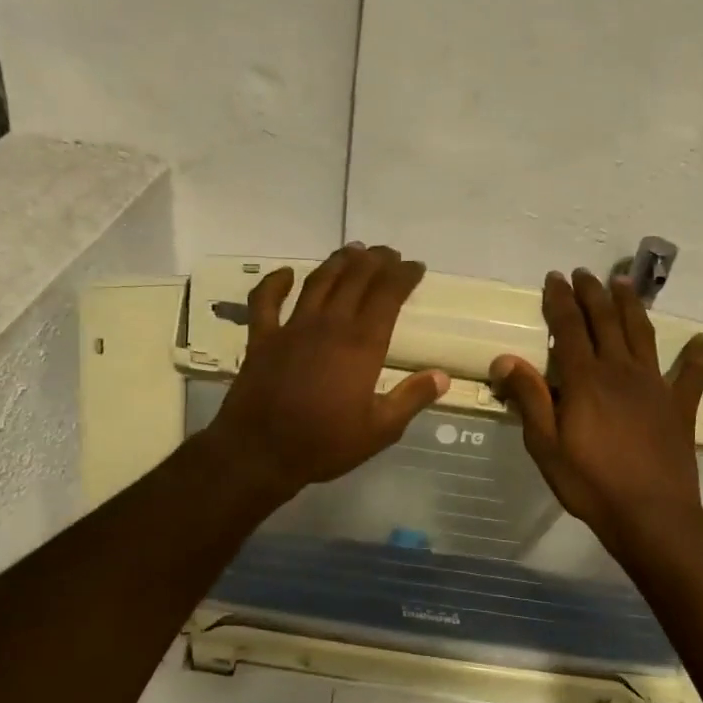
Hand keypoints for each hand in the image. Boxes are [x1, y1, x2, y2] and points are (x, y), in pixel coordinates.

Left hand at [204, 244, 449, 503]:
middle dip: (375, 261)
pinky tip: (285, 274)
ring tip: (352, 250)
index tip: (415, 266)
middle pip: (355, 279)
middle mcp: (329, 325)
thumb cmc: (325, 444)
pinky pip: (265, 301)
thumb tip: (443, 376)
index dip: (403, 275)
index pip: (387, 295)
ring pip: (318, 282)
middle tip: (388, 253)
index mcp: (362, 345)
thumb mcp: (380, 430)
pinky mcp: (262, 338)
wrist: (260, 452)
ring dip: (337, 262)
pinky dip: (274, 283)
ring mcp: (292, 328)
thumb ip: (412, 398)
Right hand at [490, 269, 702, 551]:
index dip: (560, 300)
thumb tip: (505, 359)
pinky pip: (690, 374)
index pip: (568, 328)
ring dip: (632, 306)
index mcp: (585, 379)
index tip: (554, 278)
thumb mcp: (545, 446)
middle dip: (593, 294)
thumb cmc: (590, 483)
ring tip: (624, 284)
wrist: (651, 514)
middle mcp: (620, 371)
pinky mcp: (679, 406)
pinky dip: (696, 356)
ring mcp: (655, 386)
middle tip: (584, 273)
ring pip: (642, 334)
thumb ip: (529, 399)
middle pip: (606, 321)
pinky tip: (701, 341)